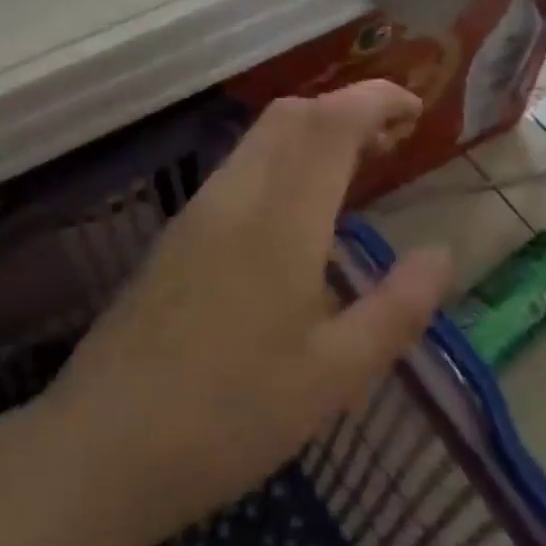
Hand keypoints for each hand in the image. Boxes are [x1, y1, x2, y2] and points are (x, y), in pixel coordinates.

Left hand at [39, 83, 453, 545]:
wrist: (104, 446)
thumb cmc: (231, 415)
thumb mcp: (336, 376)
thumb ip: (398, 308)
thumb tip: (441, 254)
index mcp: (280, 219)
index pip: (331, 121)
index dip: (376, 99)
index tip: (416, 109)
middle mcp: (234, 197)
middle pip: (290, 115)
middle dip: (345, 110)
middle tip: (391, 145)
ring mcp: (195, 214)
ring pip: (258, 140)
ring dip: (310, 136)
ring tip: (353, 176)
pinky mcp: (173, 239)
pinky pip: (236, 172)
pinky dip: (280, 164)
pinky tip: (295, 218)